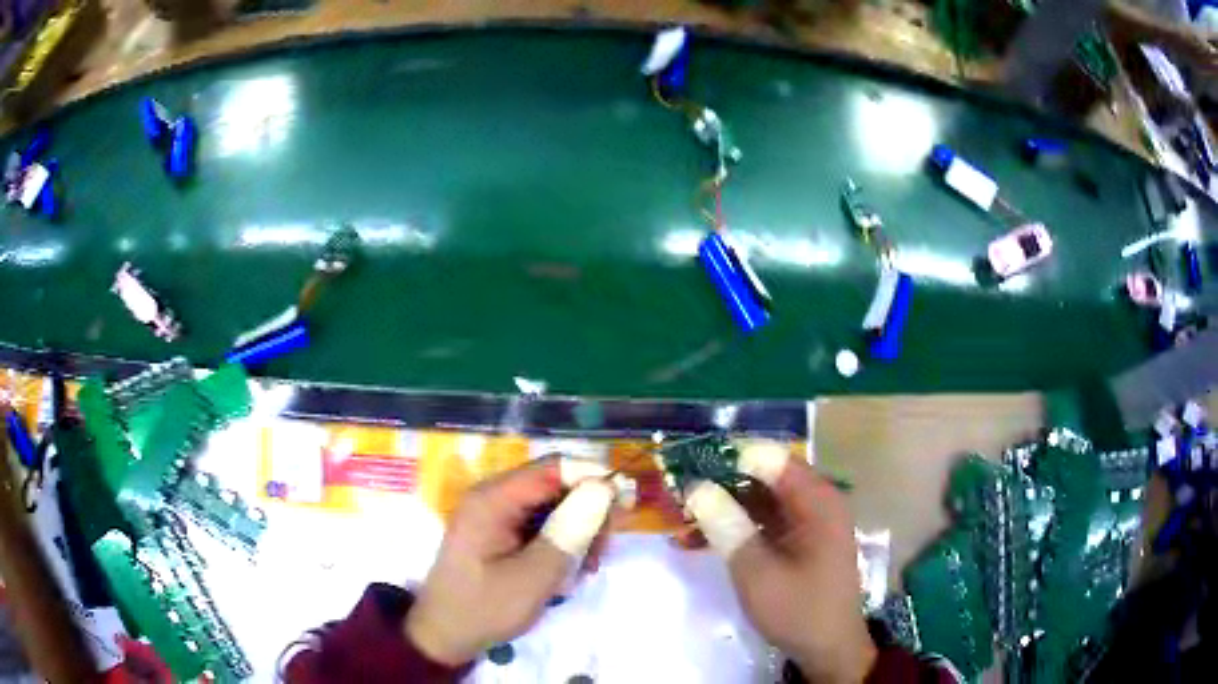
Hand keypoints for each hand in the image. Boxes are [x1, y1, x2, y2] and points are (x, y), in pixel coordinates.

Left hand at [405, 458, 618, 665]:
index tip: (626, 504)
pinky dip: (563, 543)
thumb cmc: (485, 608)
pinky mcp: (502, 531)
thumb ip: (569, 532)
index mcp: (493, 499)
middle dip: (588, 512)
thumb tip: (605, 488)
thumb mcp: (533, 577)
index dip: (594, 477)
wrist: (445, 635)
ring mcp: (497, 514)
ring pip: (556, 506)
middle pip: (557, 484)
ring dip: (579, 532)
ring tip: (584, 568)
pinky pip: (543, 524)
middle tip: (602, 552)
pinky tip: (567, 570)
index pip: (554, 467)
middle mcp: (494, 496)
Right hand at [685, 442, 876, 683]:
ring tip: (679, 521)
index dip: (730, 459)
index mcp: (817, 501)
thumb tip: (696, 487)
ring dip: (721, 508)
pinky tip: (697, 541)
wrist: (827, 650)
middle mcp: (816, 502)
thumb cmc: (798, 610)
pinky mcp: (798, 541)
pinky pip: (762, 522)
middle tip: (677, 494)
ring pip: (758, 500)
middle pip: (764, 477)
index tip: (689, 468)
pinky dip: (733, 528)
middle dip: (720, 484)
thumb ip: (728, 527)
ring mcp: (807, 522)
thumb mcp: (757, 572)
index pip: (771, 459)